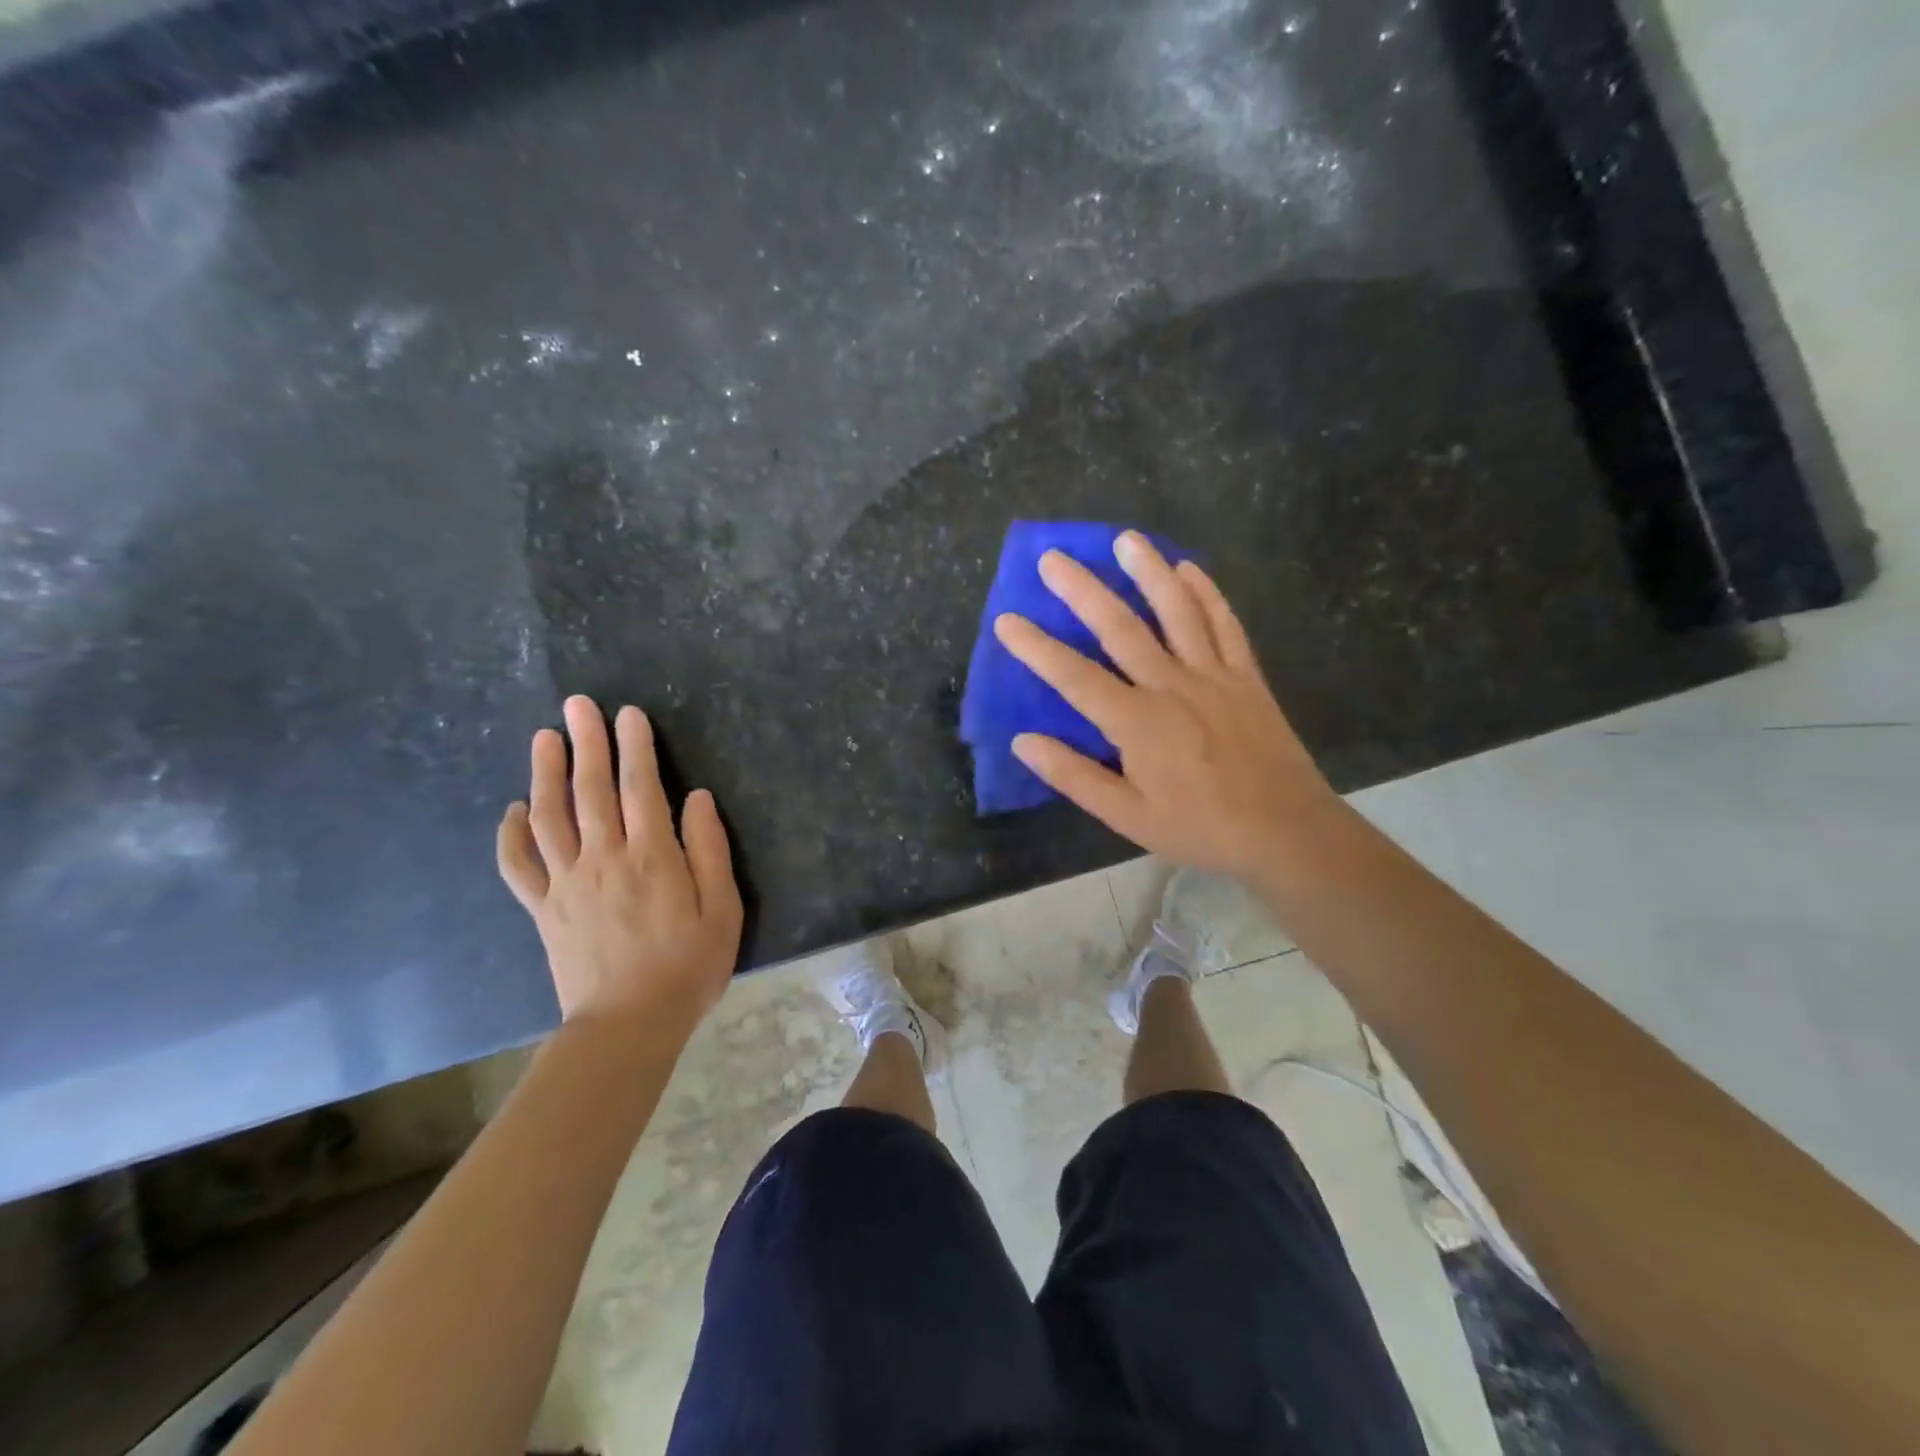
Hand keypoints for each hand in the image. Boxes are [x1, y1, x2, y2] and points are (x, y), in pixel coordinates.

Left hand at [497, 695, 743, 1037]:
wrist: (627, 1027)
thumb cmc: (687, 968)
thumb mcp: (722, 911)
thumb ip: (709, 850)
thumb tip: (696, 798)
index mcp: (651, 857)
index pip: (641, 788)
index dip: (635, 747)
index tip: (628, 713)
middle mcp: (603, 859)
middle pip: (591, 790)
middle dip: (587, 743)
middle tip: (578, 705)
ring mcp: (567, 883)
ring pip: (549, 817)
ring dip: (545, 774)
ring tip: (545, 738)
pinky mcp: (545, 909)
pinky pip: (519, 866)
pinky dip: (511, 835)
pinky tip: (513, 810)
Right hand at [993, 532, 1342, 879]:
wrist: (1286, 831)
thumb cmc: (1200, 828)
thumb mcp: (1127, 817)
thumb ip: (1075, 776)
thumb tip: (1024, 742)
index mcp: (1137, 723)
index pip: (1074, 677)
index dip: (1037, 648)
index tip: (1006, 621)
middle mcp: (1171, 686)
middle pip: (1120, 628)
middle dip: (1082, 591)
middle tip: (1053, 558)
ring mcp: (1213, 675)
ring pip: (1176, 611)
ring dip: (1148, 571)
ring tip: (1125, 539)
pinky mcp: (1246, 676)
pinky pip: (1224, 624)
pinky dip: (1206, 593)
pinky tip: (1189, 568)